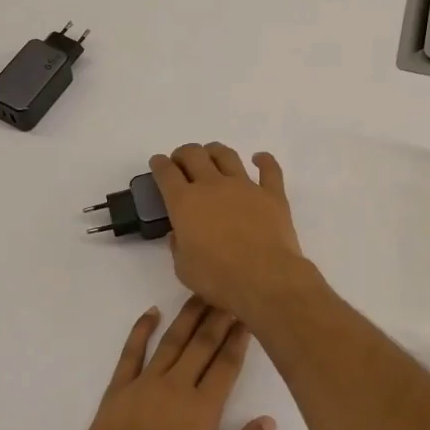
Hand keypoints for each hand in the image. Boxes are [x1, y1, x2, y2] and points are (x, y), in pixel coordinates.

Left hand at [70, 297, 275, 429]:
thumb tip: (269, 420)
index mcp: (202, 411)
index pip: (226, 365)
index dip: (239, 338)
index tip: (248, 315)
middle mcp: (175, 388)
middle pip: (201, 345)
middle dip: (219, 317)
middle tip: (230, 292)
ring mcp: (143, 386)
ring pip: (171, 341)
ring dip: (187, 316)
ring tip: (201, 292)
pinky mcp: (117, 391)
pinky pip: (130, 353)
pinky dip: (141, 330)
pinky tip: (152, 313)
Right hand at [150, 144, 315, 325]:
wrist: (264, 278)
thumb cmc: (217, 278)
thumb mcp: (183, 268)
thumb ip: (178, 246)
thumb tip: (180, 235)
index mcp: (185, 202)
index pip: (166, 173)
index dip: (159, 164)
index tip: (158, 163)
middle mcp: (212, 186)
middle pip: (194, 155)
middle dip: (183, 153)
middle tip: (181, 161)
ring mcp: (244, 186)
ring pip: (227, 155)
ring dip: (215, 151)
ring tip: (211, 155)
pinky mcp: (272, 194)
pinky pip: (269, 169)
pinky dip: (264, 160)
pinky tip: (259, 158)